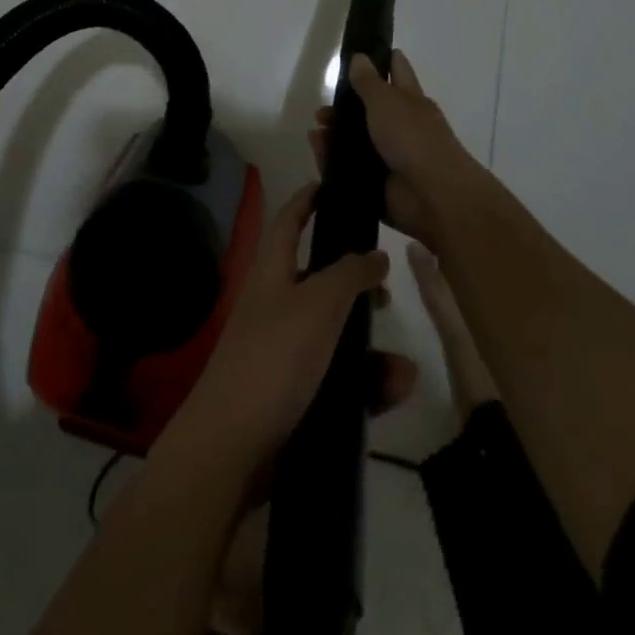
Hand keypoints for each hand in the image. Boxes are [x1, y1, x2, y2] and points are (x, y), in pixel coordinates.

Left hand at [172, 182, 403, 468]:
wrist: (231, 449)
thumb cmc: (274, 358)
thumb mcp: (317, 304)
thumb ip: (349, 274)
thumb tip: (375, 253)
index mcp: (271, 272)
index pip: (289, 220)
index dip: (308, 199)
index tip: (332, 186)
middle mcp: (273, 306)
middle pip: (317, 280)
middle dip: (353, 283)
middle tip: (386, 288)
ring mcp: (281, 353)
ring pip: (333, 337)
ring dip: (369, 347)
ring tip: (403, 364)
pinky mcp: (291, 396)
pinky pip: (336, 381)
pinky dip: (365, 385)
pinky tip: (394, 393)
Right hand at [309, 49, 488, 249]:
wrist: (432, 196)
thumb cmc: (413, 137)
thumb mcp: (386, 101)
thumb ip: (368, 81)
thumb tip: (359, 57)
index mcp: (410, 101)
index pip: (397, 71)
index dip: (382, 60)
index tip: (360, 52)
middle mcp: (401, 127)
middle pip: (370, 111)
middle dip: (345, 108)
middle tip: (321, 110)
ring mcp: (390, 157)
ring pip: (357, 141)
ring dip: (334, 136)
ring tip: (315, 133)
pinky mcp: (377, 184)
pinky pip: (349, 170)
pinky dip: (332, 162)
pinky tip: (317, 152)